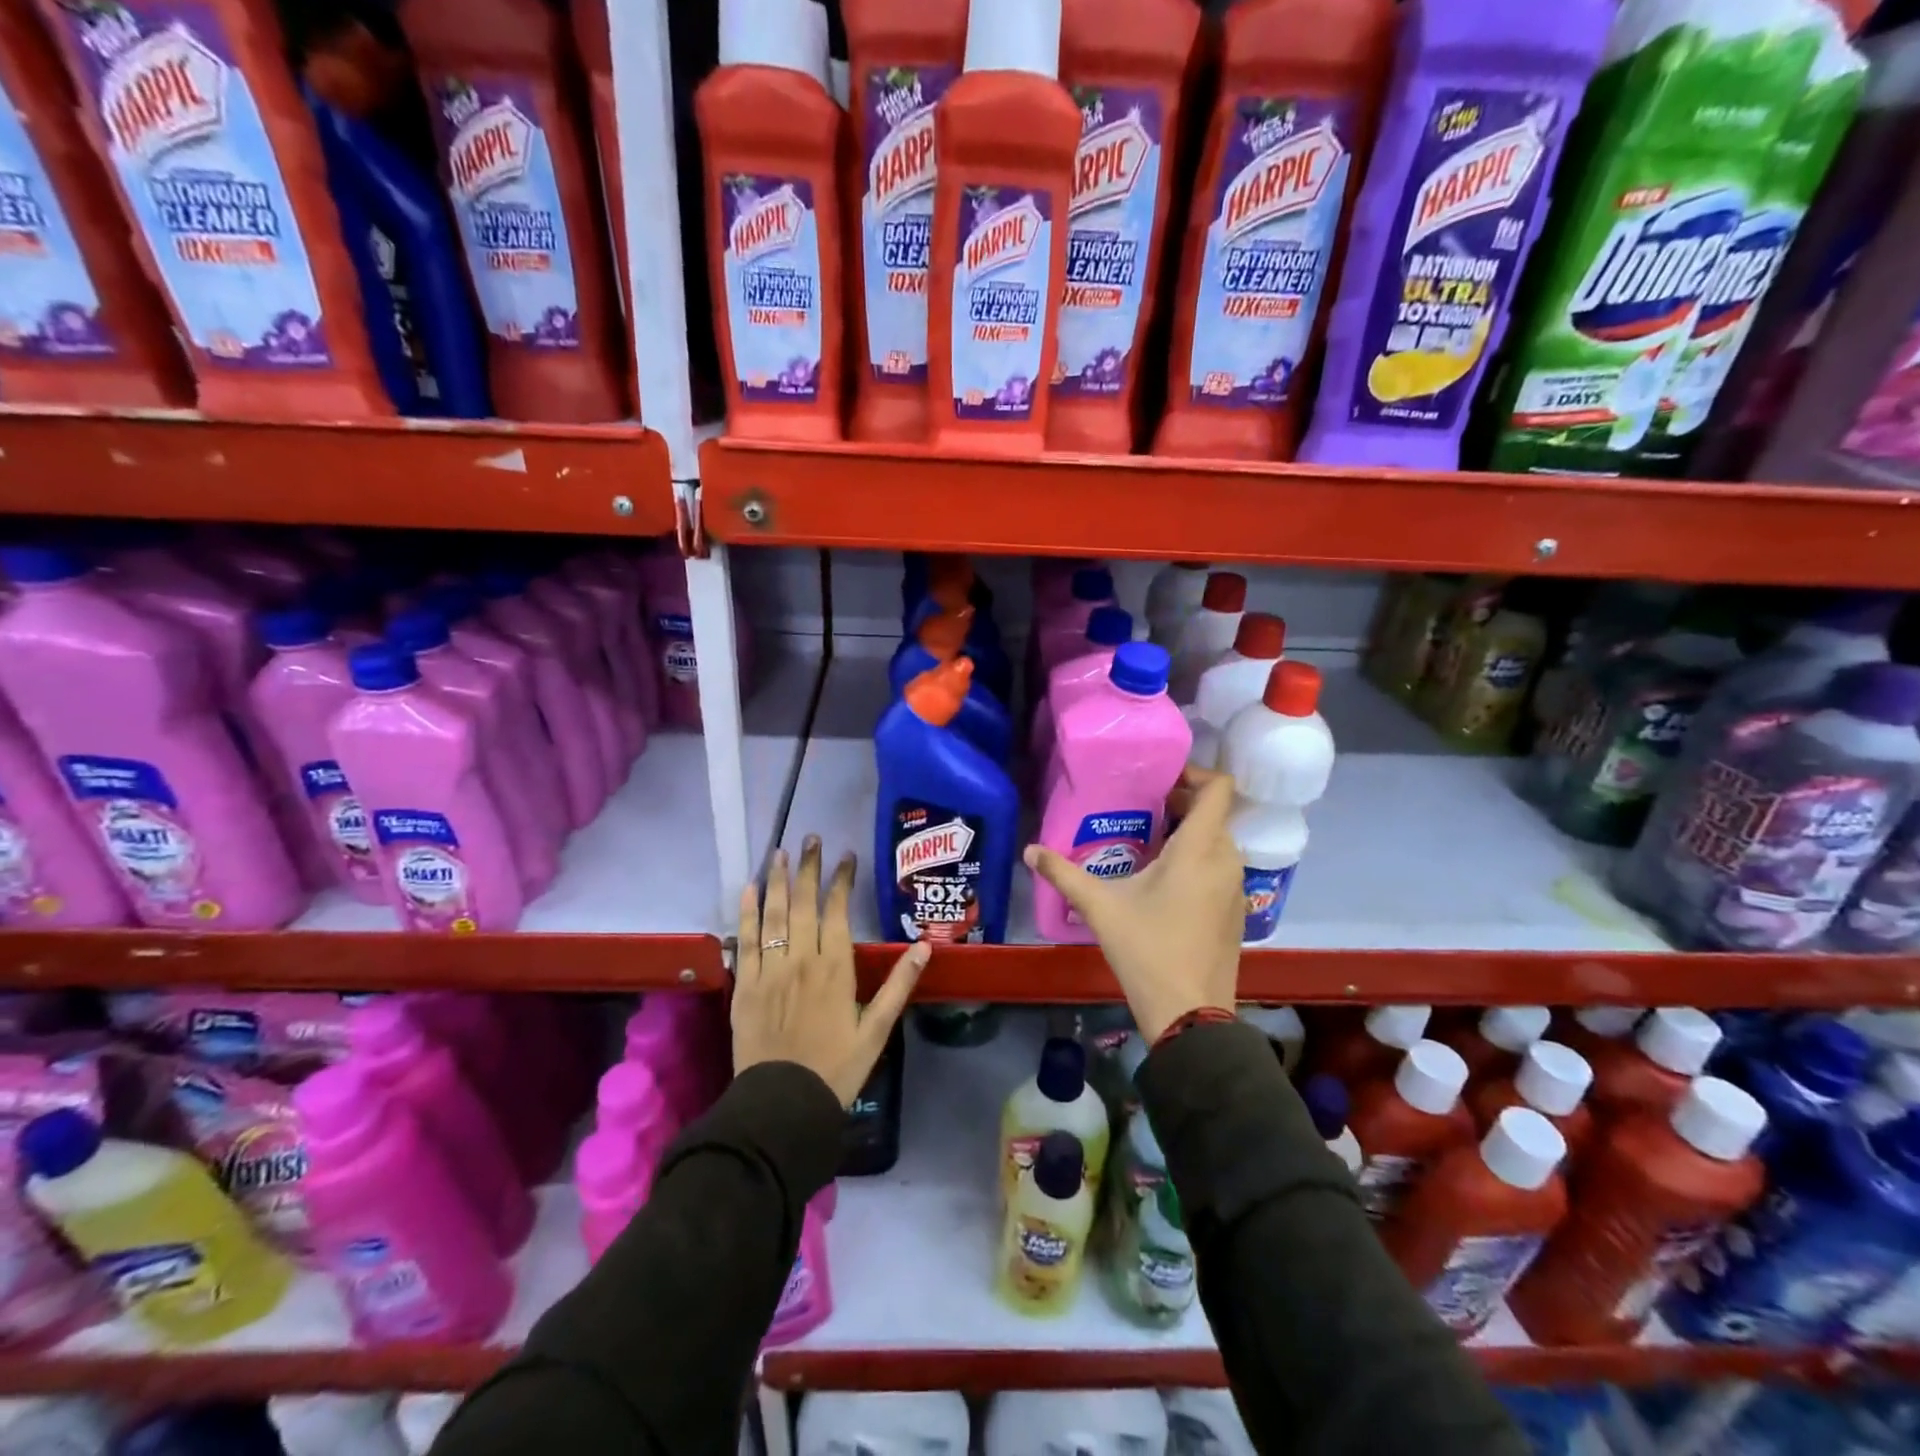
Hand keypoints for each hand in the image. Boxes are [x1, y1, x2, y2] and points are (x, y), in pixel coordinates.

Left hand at [734, 836, 930, 1105]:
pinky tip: (748, 890)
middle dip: (807, 868)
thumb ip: (899, 985)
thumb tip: (925, 947)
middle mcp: (801, 960)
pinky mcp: (743, 986)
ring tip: (779, 851)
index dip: (842, 881)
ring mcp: (768, 971)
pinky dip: (745, 913)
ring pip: (772, 915)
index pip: (838, 911)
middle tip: (810, 839)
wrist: (783, 1105)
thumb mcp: (877, 1030)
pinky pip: (744, 941)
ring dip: (776, 880)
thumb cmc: (836, 1068)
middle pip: (803, 903)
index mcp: (835, 968)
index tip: (846, 856)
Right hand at [1024, 767, 1242, 1040]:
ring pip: (1218, 843)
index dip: (1196, 773)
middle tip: (1142, 809)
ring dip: (1189, 835)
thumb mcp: (1099, 907)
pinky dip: (1198, 861)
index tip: (1161, 778)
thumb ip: (1063, 874)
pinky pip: (1220, 868)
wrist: (1190, 1013)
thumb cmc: (1146, 950)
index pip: (1219, 789)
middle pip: (1214, 815)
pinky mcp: (1236, 911)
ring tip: (1148, 842)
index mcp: (1199, 849)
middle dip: (1182, 805)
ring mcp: (1235, 888)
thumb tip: (1029, 850)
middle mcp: (1226, 861)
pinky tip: (1164, 883)